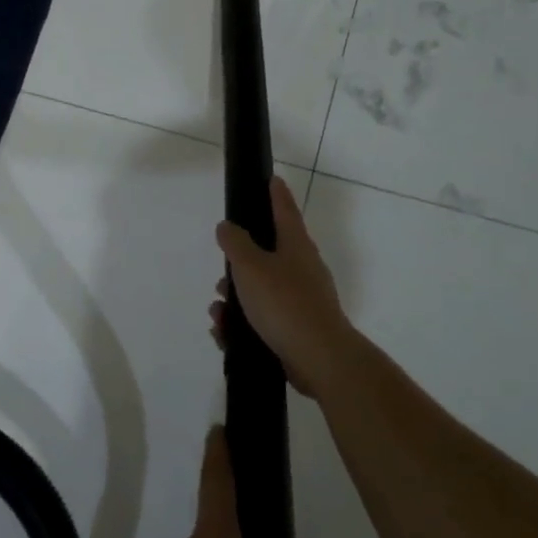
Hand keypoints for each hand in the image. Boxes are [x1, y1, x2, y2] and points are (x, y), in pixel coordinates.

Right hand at [210, 178, 352, 399]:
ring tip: (218, 312)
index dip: (276, 194)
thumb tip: (228, 226)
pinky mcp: (296, 330)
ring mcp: (301, 301)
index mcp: (296, 246)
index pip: (285, 210)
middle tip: (223, 274)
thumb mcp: (251, 267)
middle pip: (268, 255)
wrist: (319, 358)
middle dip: (240, 265)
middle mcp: (302, 270)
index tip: (272, 179)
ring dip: (236, 300)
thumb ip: (236, 243)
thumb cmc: (284, 303)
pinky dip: (242, 325)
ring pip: (261, 292)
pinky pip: (263, 321)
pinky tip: (225, 335)